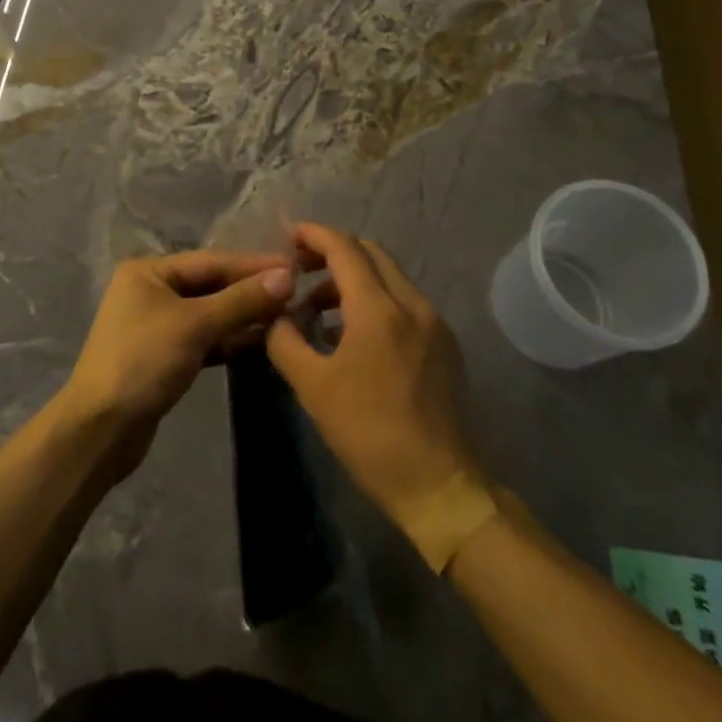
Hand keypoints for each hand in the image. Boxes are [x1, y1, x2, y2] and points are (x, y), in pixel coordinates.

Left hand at [56, 250, 294, 479]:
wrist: (100, 430)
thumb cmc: (143, 362)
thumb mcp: (195, 325)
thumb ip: (240, 301)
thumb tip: (286, 277)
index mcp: (149, 271)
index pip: (211, 261)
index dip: (253, 265)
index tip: (294, 266)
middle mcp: (150, 290)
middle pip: (210, 285)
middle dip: (250, 290)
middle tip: (296, 292)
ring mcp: (156, 325)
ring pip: (209, 313)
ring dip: (243, 316)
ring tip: (286, 316)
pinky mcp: (163, 357)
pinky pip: (203, 339)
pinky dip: (229, 340)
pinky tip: (260, 342)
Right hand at [267, 224, 482, 529]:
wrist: (440, 486)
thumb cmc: (370, 433)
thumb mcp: (313, 388)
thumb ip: (285, 341)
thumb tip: (276, 316)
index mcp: (379, 309)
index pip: (344, 249)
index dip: (315, 235)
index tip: (290, 235)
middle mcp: (412, 304)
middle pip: (371, 253)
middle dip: (334, 252)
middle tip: (301, 269)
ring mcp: (434, 324)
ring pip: (390, 278)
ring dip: (354, 279)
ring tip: (320, 310)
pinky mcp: (445, 346)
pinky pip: (405, 303)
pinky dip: (376, 301)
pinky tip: (355, 335)